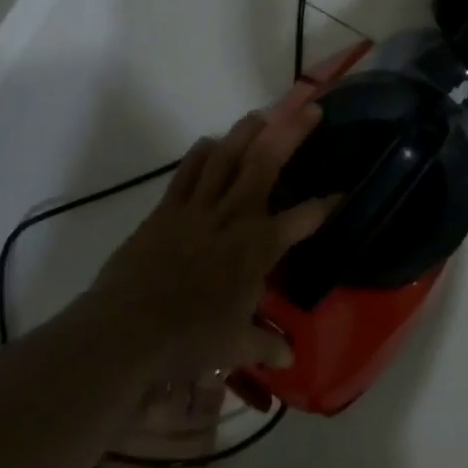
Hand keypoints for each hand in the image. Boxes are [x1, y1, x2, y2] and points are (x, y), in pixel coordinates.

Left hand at [93, 104, 333, 379]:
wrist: (127, 331)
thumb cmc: (189, 339)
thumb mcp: (234, 346)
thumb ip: (264, 345)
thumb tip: (289, 358)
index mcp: (258, 247)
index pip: (304, 218)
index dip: (327, 204)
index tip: (341, 193)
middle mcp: (234, 217)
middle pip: (266, 162)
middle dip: (291, 132)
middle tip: (309, 108)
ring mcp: (198, 208)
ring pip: (227, 157)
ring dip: (246, 132)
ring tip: (261, 114)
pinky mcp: (167, 209)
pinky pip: (187, 171)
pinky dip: (202, 153)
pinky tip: (211, 143)